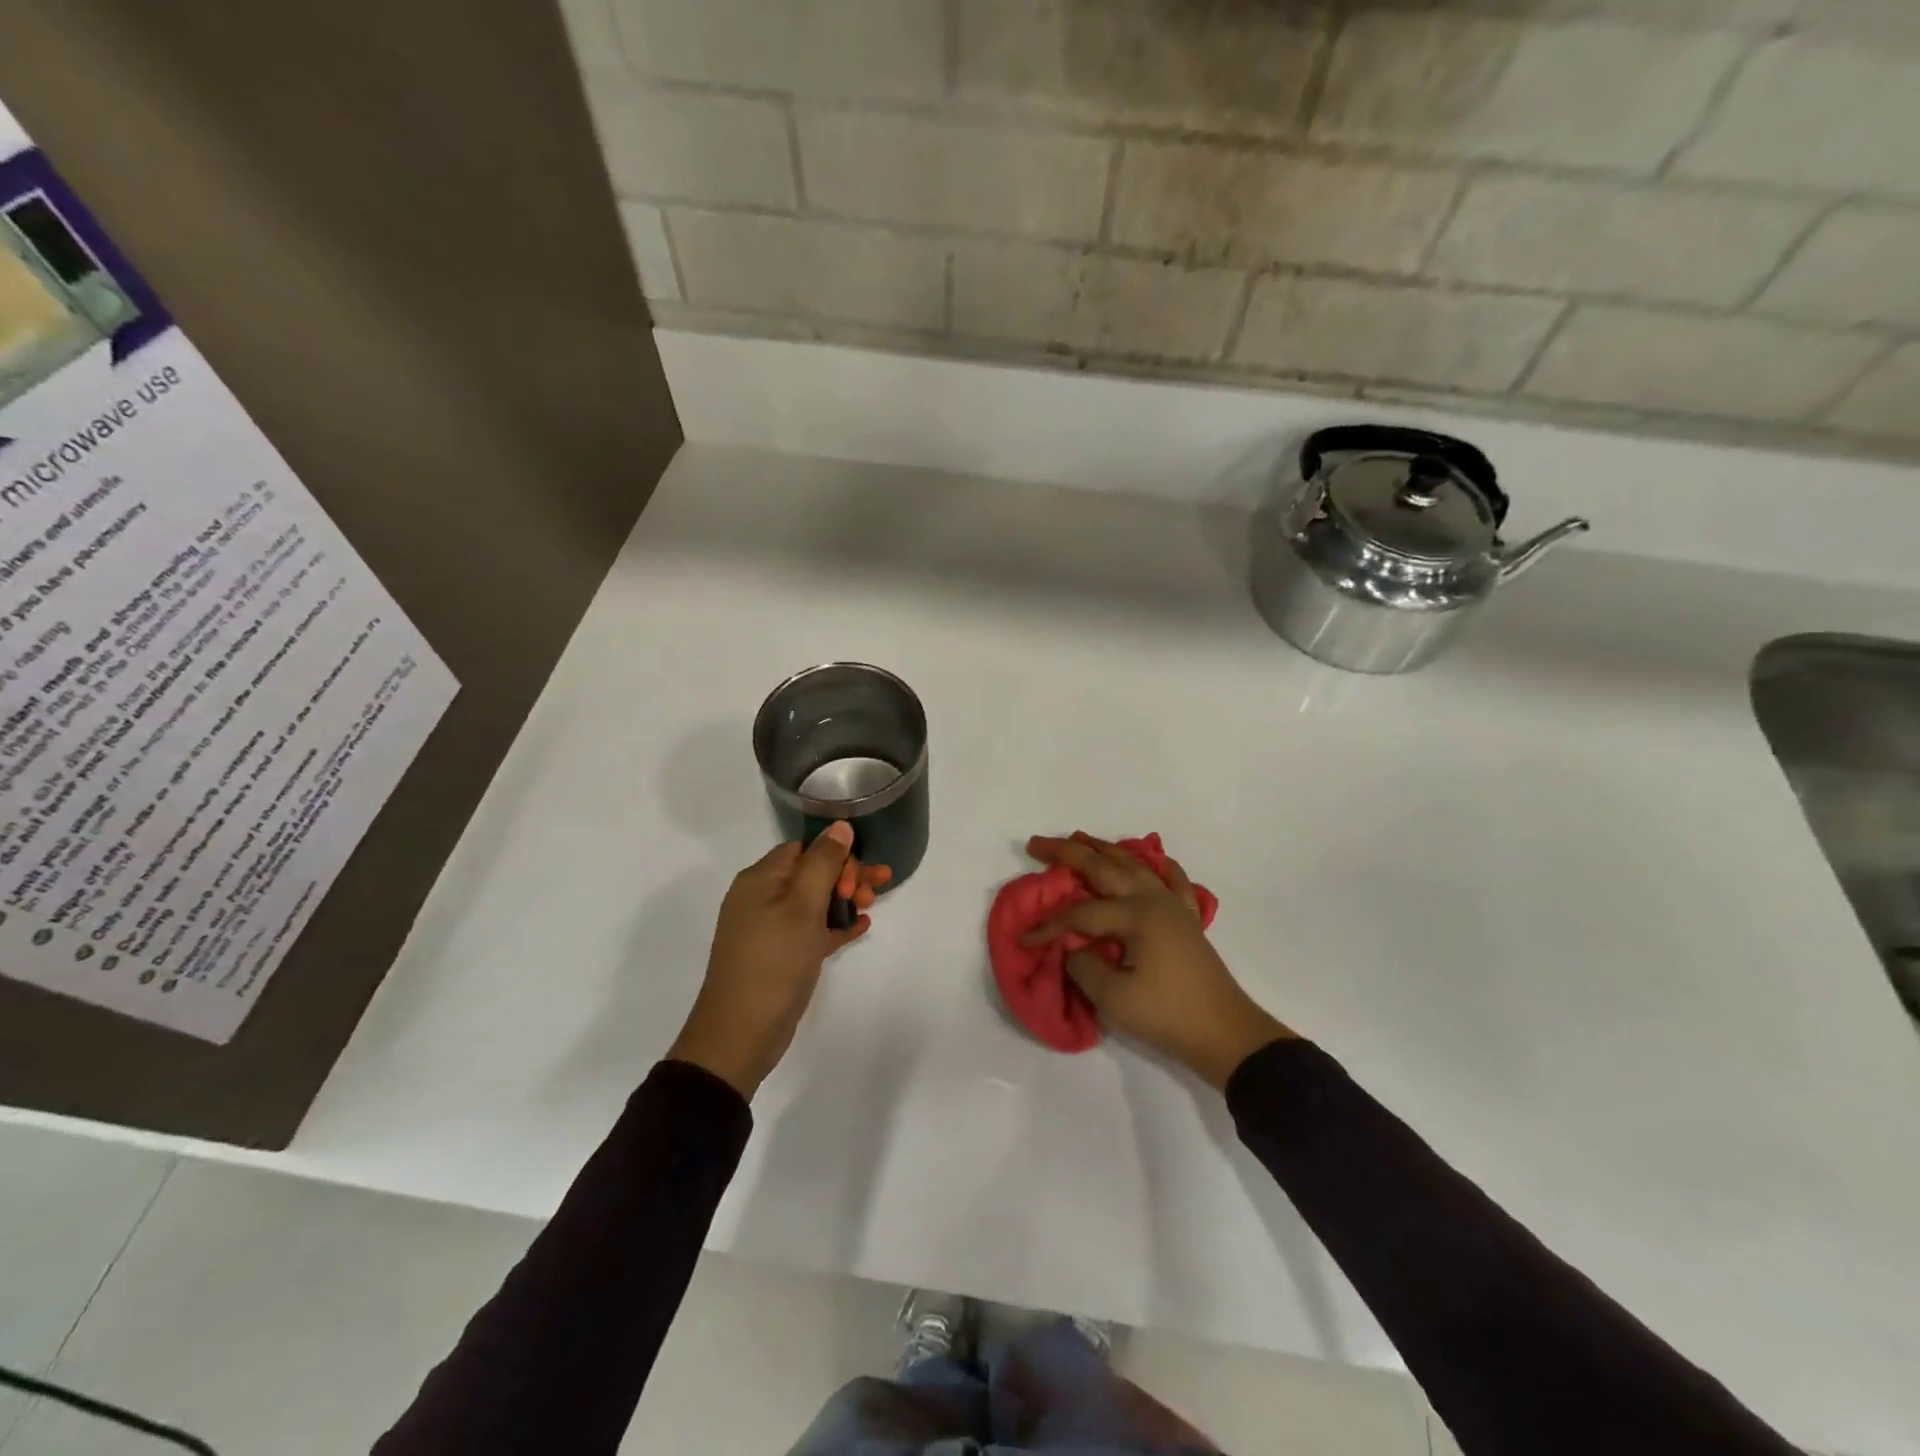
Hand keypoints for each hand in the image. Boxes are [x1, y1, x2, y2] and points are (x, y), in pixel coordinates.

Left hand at [668, 822, 890, 1098]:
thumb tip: (840, 825)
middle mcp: (761, 897)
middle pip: (811, 872)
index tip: (859, 878)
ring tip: (871, 908)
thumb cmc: (773, 961)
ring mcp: (769, 928)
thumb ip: (824, 863)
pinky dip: (834, 925)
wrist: (740, 1033)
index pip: (805, 849)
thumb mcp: (802, 906)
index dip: (836, 856)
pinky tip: (862, 926)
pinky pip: (811, 929)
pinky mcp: (779, 955)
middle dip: (845, 876)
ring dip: (843, 899)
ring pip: (814, 901)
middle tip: (873, 893)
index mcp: (760, 879)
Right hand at [1024, 833, 1292, 1089]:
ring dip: (1105, 850)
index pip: (1080, 914)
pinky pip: (1173, 881)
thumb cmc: (1168, 1015)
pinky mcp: (1188, 920)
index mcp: (1136, 915)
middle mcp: (1153, 900)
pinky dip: (1160, 866)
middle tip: (1037, 843)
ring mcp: (1174, 906)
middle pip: (1104, 868)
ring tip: (1081, 838)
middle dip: (1067, 853)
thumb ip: (1084, 966)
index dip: (1050, 925)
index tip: (1025, 940)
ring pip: (1135, 866)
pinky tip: (1154, 858)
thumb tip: (1074, 948)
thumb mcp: (1114, 998)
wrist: (1226, 1035)